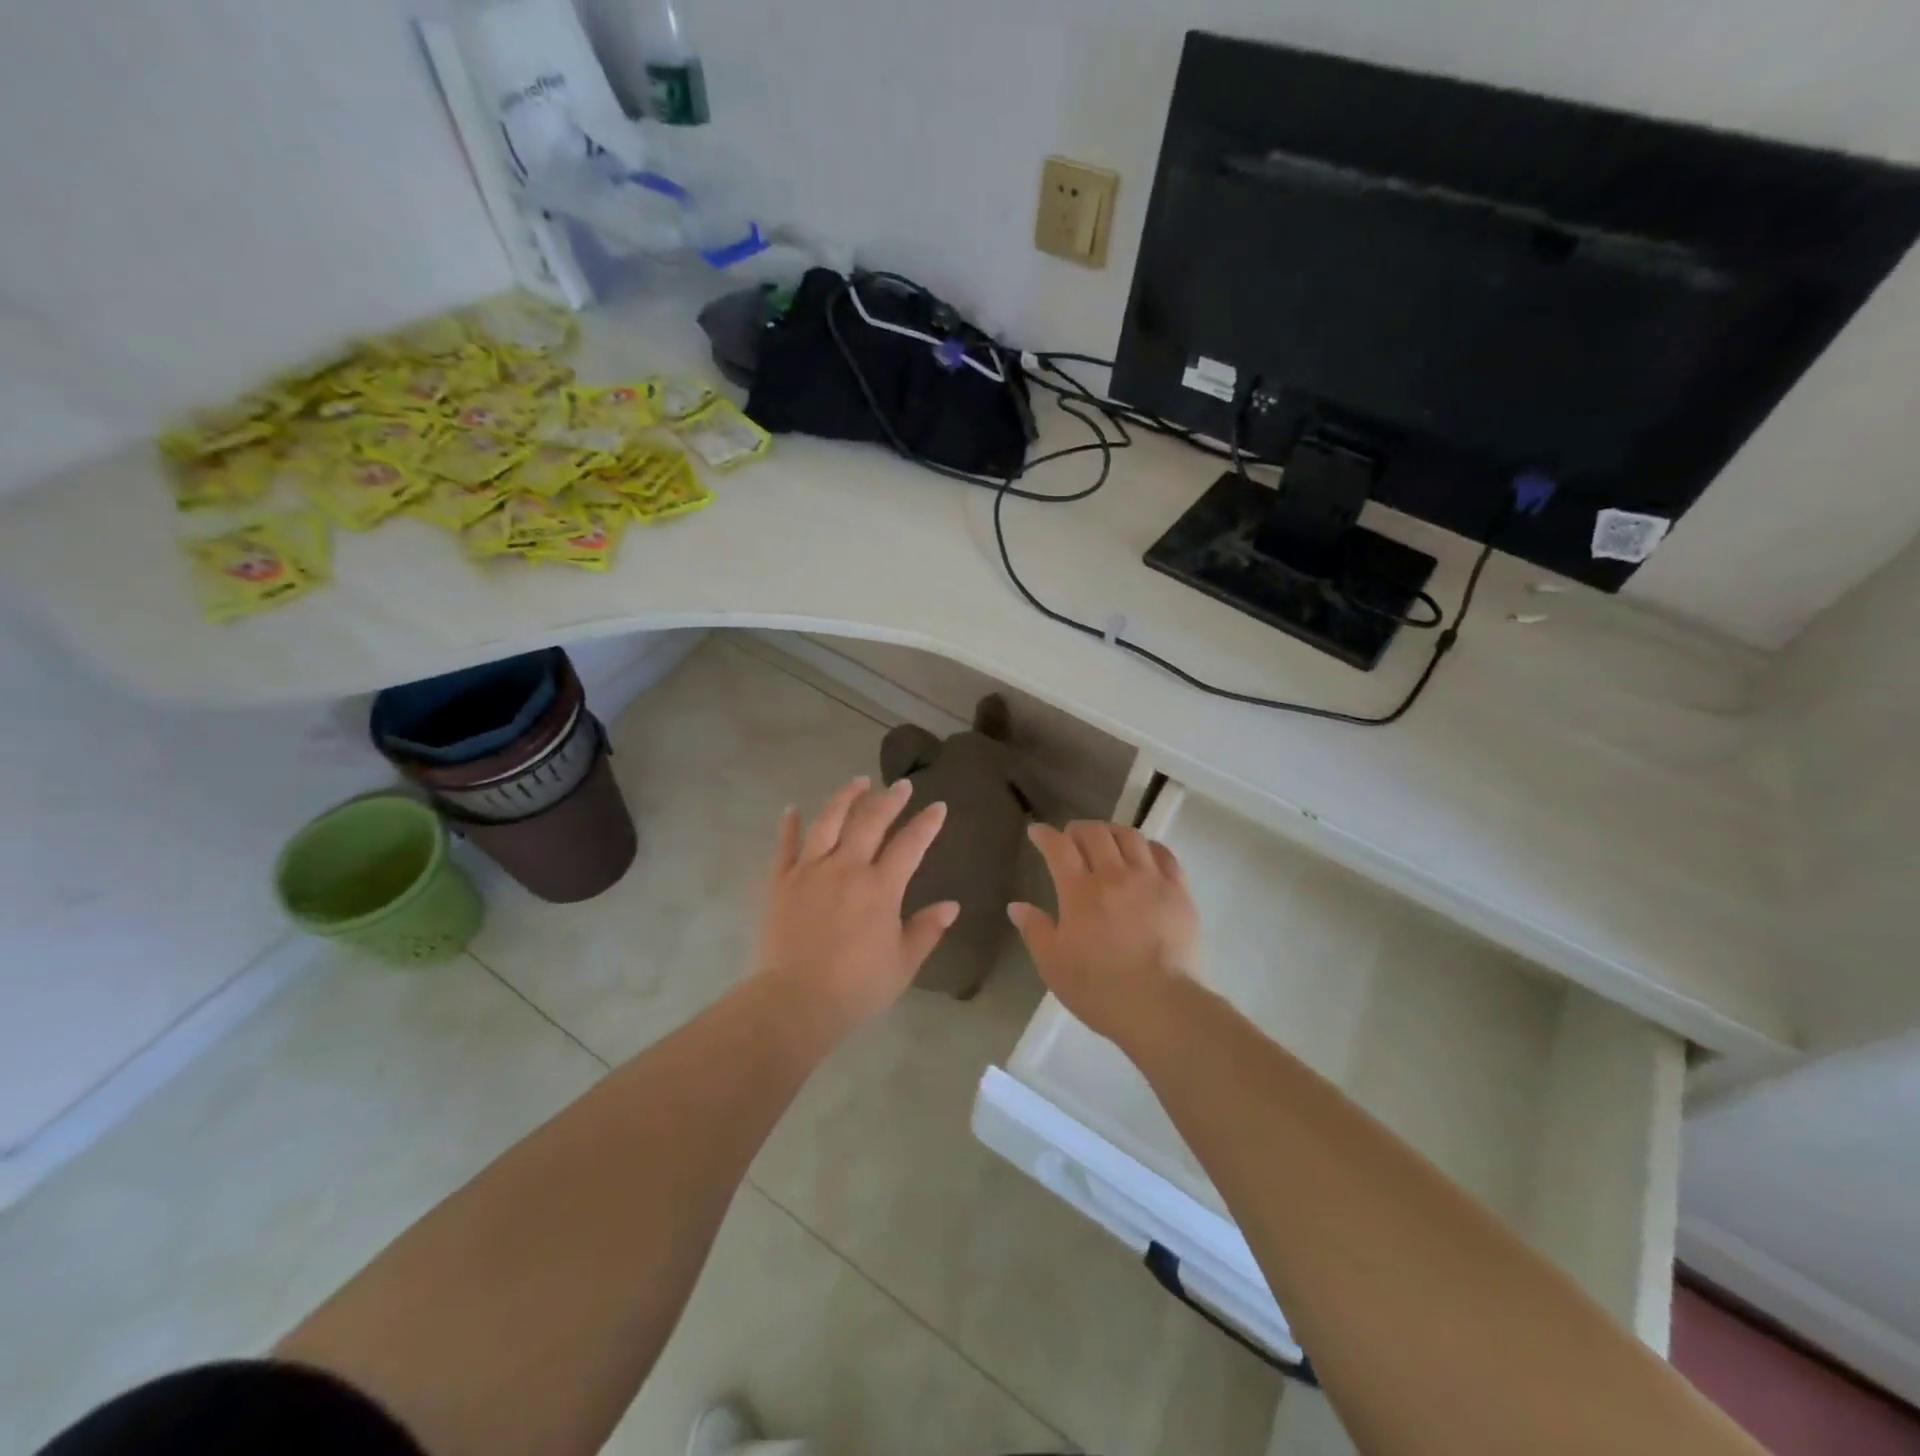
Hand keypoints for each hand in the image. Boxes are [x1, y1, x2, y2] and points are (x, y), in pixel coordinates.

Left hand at [757, 776, 957, 1033]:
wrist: (795, 1002)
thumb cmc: (856, 988)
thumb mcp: (903, 964)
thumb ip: (927, 930)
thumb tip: (952, 905)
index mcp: (881, 887)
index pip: (910, 844)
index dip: (926, 823)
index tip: (937, 806)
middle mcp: (846, 868)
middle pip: (870, 822)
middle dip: (889, 800)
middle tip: (901, 786)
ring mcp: (809, 871)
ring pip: (828, 822)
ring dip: (845, 798)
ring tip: (858, 782)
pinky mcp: (780, 882)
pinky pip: (784, 846)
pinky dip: (789, 825)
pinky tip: (792, 808)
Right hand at [1009, 821, 1198, 1043]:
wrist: (1159, 1005)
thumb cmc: (1098, 988)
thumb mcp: (1052, 964)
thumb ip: (1034, 930)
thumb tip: (1017, 906)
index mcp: (1079, 891)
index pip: (1058, 847)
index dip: (1045, 834)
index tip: (1037, 831)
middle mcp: (1114, 875)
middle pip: (1095, 834)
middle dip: (1078, 829)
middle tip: (1071, 837)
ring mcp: (1150, 880)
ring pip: (1130, 837)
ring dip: (1112, 831)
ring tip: (1106, 839)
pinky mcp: (1178, 891)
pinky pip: (1164, 855)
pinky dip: (1148, 846)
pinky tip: (1143, 853)